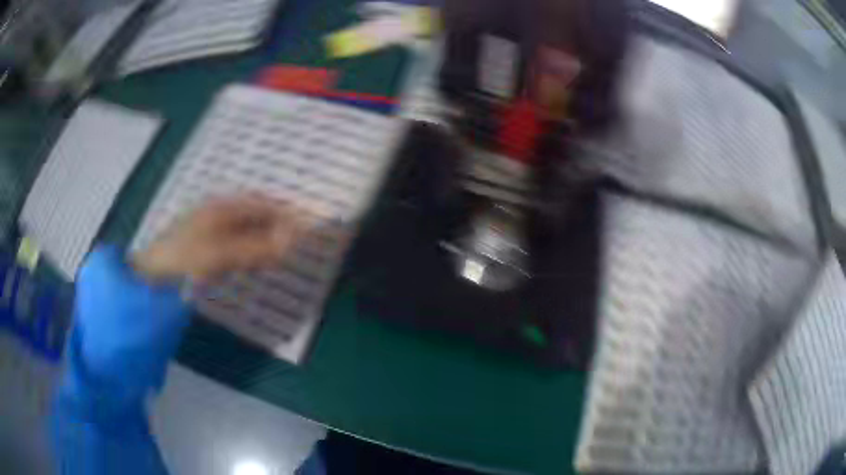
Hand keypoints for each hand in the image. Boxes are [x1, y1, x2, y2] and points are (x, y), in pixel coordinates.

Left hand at [132, 195, 307, 282]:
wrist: (152, 273)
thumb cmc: (184, 258)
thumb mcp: (220, 254)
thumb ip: (255, 248)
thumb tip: (288, 244)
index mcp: (223, 207)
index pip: (263, 205)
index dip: (284, 215)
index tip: (303, 231)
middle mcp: (220, 212)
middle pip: (256, 217)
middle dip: (275, 230)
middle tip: (290, 251)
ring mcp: (213, 228)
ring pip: (247, 231)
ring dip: (263, 243)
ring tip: (274, 260)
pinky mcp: (209, 245)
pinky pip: (237, 245)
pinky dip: (249, 253)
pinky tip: (251, 265)